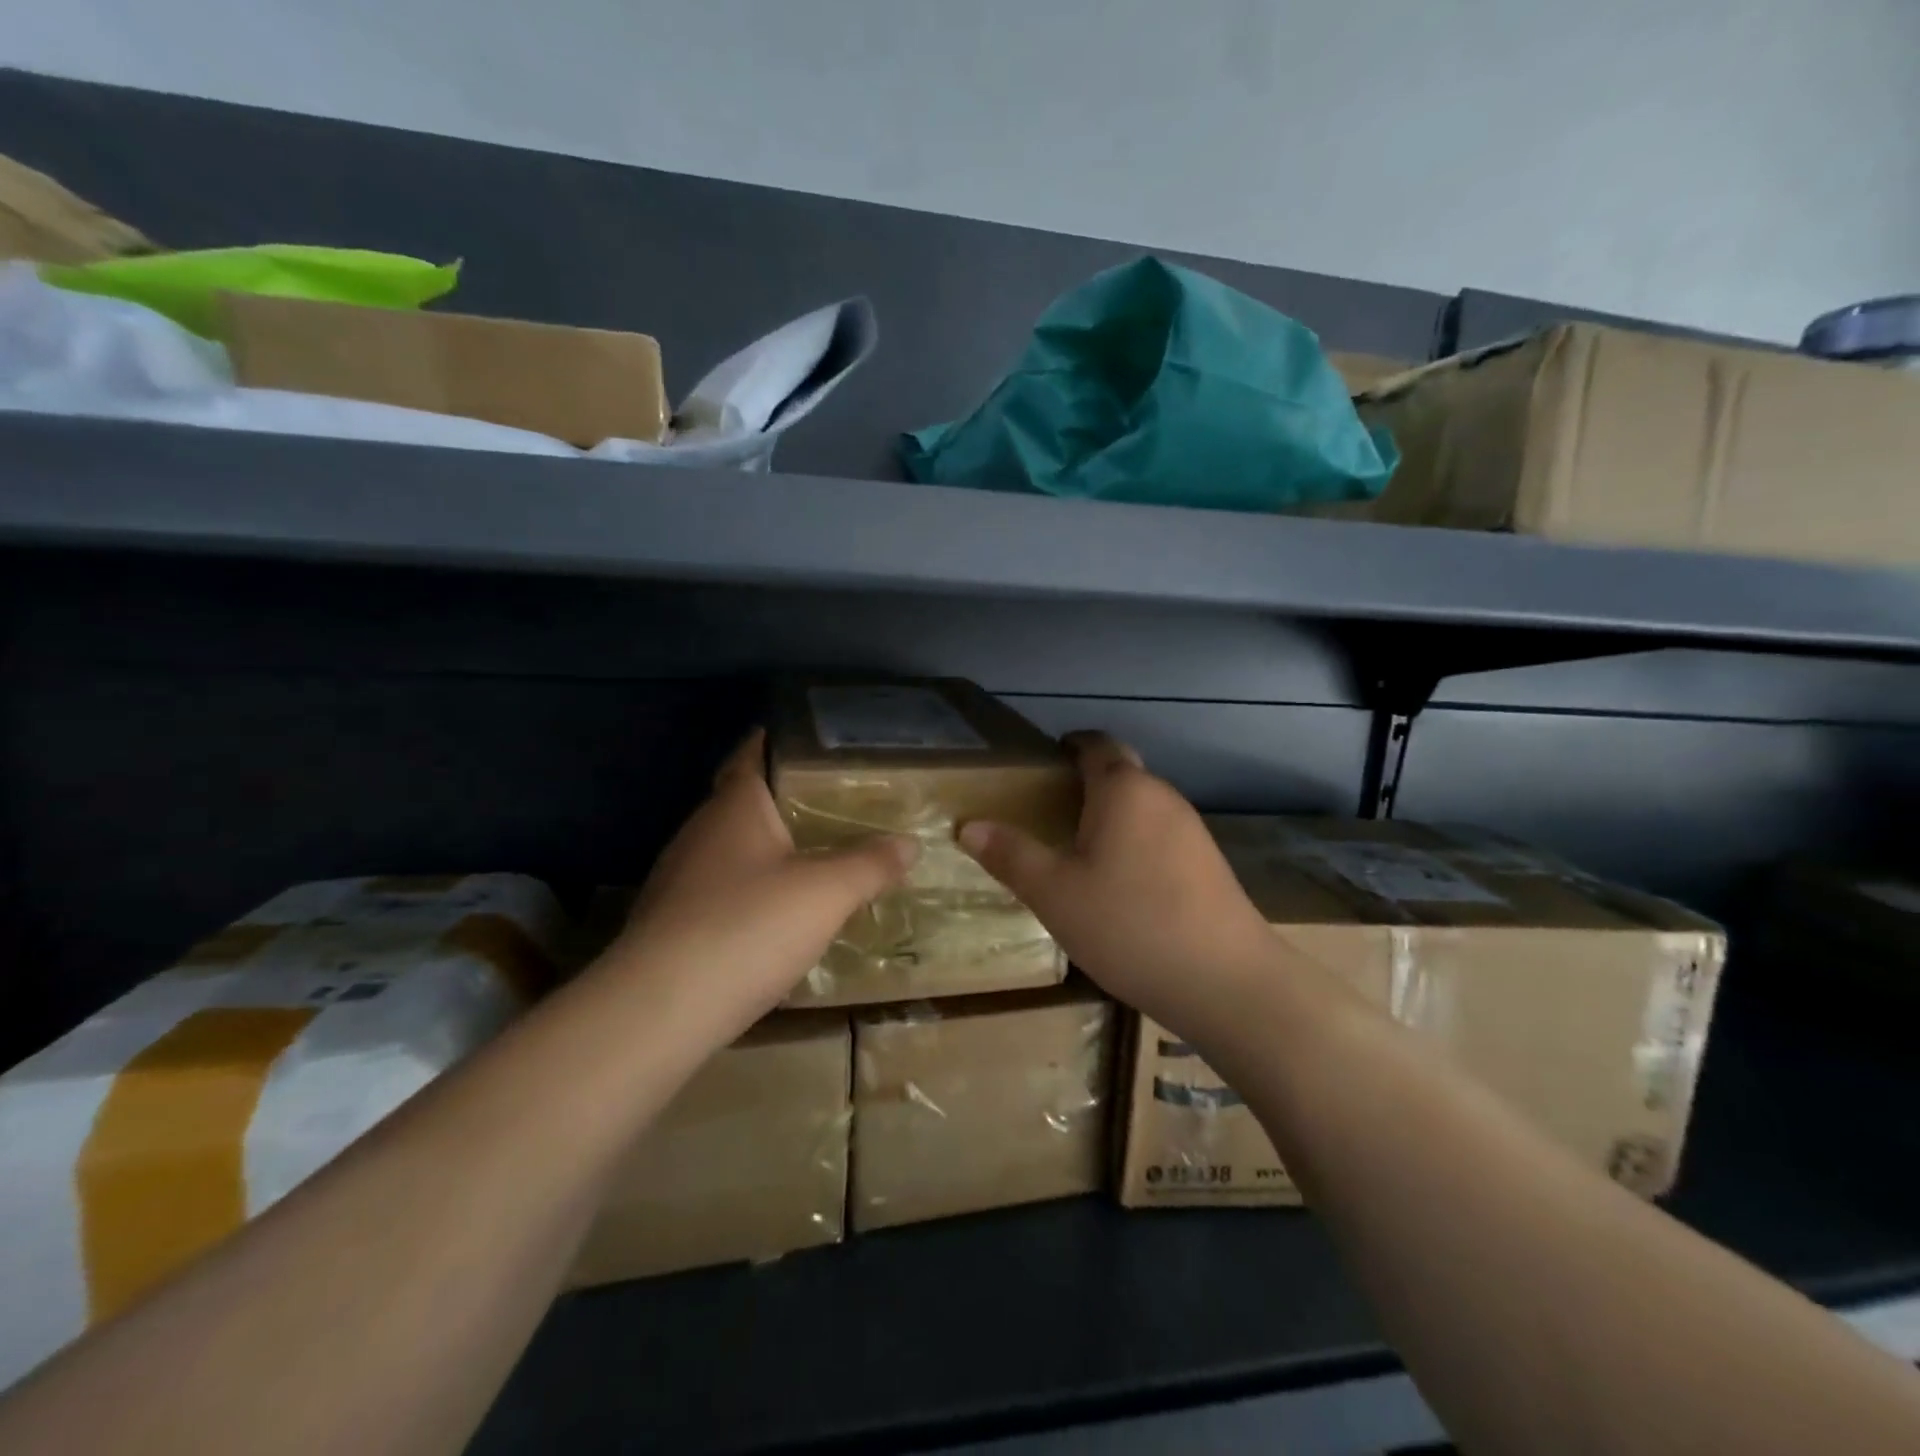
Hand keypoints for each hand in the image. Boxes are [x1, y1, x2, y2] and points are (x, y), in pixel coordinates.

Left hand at [608, 729, 916, 1042]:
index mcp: (735, 806)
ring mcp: (680, 877)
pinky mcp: (672, 921)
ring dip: (771, 849)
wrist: (659, 1010)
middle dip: (787, 800)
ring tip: (818, 856)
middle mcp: (701, 831)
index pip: (754, 753)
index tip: (819, 744)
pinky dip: (753, 890)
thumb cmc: (748, 927)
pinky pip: (723, 890)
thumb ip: (870, 864)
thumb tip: (910, 844)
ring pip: (734, 849)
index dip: (781, 741)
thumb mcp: (826, 893)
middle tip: (838, 804)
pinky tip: (779, 915)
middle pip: (746, 801)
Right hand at [958, 731, 1279, 1040]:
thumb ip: (1011, 855)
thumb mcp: (1055, 893)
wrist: (1227, 983)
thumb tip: (968, 826)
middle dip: (1085, 783)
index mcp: (1124, 790)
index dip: (1071, 744)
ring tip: (1075, 848)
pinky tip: (1118, 884)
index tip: (1046, 758)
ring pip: (1141, 808)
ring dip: (1110, 816)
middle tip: (1047, 810)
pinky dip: (1133, 843)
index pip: (1097, 745)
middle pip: (1121, 774)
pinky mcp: (1208, 865)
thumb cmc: (1130, 925)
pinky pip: (1159, 836)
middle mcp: (1163, 797)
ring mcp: (1192, 831)